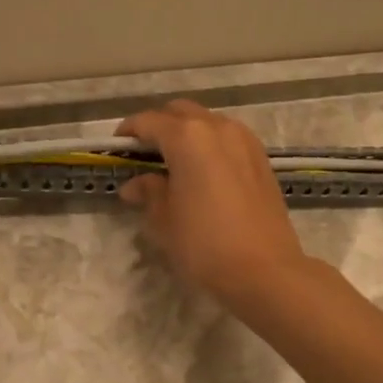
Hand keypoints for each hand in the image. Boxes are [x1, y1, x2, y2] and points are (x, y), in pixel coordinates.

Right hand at [116, 100, 310, 306]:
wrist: (265, 269)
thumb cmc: (204, 244)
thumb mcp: (164, 220)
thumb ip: (148, 192)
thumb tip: (135, 184)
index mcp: (187, 137)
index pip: (148, 122)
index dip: (128, 133)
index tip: (117, 149)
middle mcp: (217, 127)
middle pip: (179, 112)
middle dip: (159, 126)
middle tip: (144, 154)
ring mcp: (244, 140)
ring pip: (207, 122)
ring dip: (187, 133)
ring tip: (175, 163)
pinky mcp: (261, 158)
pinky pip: (228, 138)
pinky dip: (210, 144)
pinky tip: (204, 172)